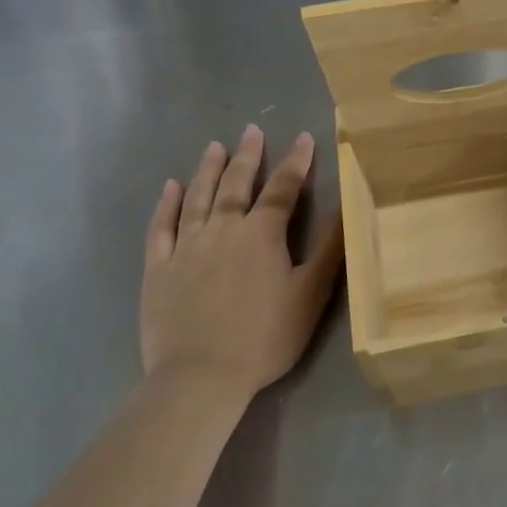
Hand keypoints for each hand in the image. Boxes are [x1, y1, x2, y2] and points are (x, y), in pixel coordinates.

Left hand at [140, 127, 343, 398]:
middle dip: (249, 156)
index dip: (296, 162)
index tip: (304, 137)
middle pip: (237, 185)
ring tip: (215, 147)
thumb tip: (347, 208)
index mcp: (262, 234)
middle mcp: (223, 229)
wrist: (200, 377)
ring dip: (208, 170)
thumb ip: (329, 249)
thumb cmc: (265, 337)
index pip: (283, 188)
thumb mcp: (311, 295)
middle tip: (252, 130)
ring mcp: (187, 247)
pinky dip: (166, 204)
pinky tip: (170, 187)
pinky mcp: (159, 268)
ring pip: (198, 197)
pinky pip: (161, 227)